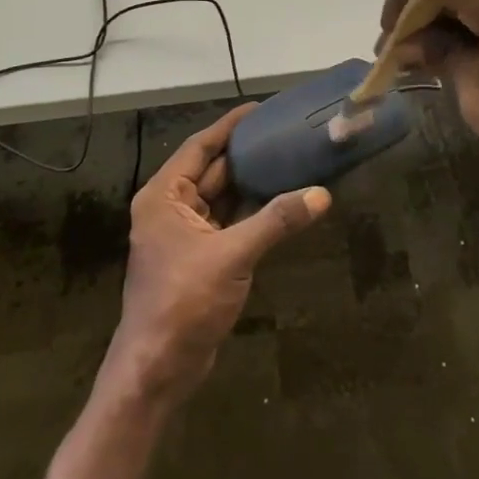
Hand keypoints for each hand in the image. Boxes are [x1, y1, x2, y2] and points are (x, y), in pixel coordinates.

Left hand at [104, 105, 330, 405]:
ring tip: (289, 160)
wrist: (158, 369)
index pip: (200, 147)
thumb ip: (276, 221)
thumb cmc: (184, 301)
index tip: (260, 109)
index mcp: (164, 196)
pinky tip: (281, 202)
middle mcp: (170, 208)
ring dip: (251, 183)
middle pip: (213, 170)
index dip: (229, 126)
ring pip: (222, 198)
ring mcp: (185, 235)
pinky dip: (251, 212)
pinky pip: (228, 222)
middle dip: (246, 153)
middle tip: (284, 133)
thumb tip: (321, 194)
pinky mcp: (200, 258)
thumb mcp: (232, 255)